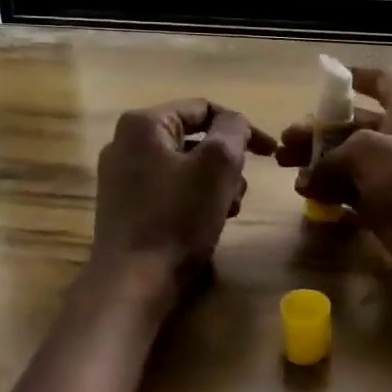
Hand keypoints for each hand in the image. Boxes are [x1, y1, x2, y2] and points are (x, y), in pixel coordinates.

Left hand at [90, 100, 274, 299]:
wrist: (132, 282)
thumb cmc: (177, 217)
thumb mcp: (217, 164)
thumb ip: (233, 130)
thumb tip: (235, 123)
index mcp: (144, 124)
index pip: (204, 109)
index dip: (243, 127)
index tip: (270, 153)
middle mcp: (125, 142)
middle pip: (194, 138)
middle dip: (226, 162)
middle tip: (241, 189)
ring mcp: (121, 176)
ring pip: (184, 165)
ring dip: (214, 183)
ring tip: (228, 210)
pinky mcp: (124, 205)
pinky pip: (169, 188)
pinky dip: (194, 198)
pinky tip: (208, 222)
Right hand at [276, 68, 391, 302]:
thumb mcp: (367, 150)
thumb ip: (333, 154)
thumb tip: (309, 175)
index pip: (379, 82)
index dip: (354, 77)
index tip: (325, 77)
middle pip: (351, 126)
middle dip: (317, 132)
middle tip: (285, 143)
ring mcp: (391, 174)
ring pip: (346, 162)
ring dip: (317, 163)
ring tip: (286, 168)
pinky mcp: (384, 206)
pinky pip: (350, 192)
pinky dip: (328, 191)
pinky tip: (306, 193)